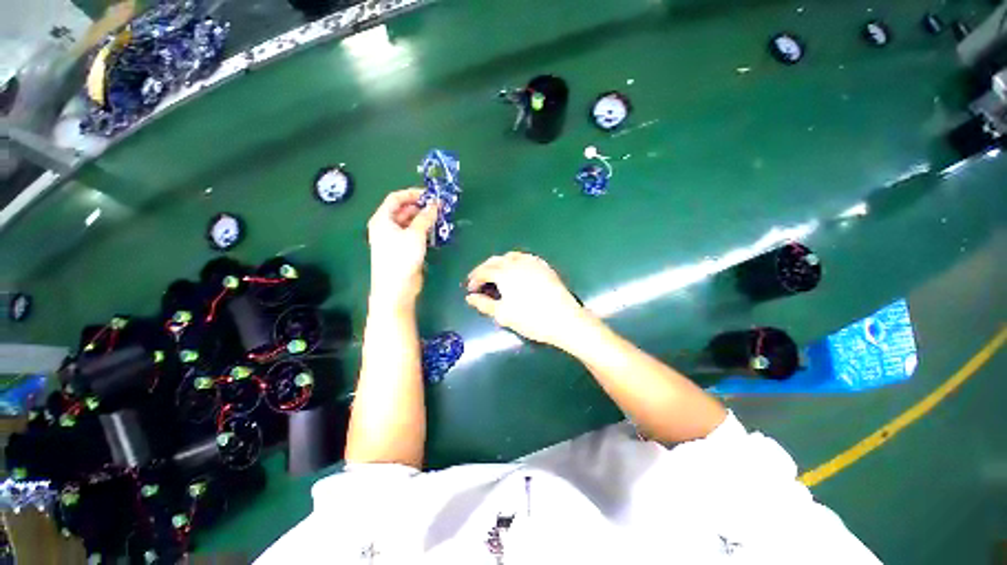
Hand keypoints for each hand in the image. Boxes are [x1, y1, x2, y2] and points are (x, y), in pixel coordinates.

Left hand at [367, 189, 437, 308]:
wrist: (396, 287)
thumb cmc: (402, 257)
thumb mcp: (415, 234)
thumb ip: (426, 217)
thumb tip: (435, 204)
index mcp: (382, 219)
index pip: (396, 198)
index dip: (412, 193)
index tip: (430, 195)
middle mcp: (385, 227)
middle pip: (402, 210)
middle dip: (420, 207)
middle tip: (438, 207)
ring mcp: (393, 239)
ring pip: (408, 223)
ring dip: (423, 219)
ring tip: (439, 218)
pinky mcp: (401, 250)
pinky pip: (412, 235)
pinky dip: (422, 231)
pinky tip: (434, 232)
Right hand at [465, 252, 588, 347]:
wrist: (564, 319)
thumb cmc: (531, 319)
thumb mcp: (503, 314)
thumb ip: (483, 304)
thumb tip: (469, 298)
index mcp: (504, 272)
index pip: (483, 271)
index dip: (474, 279)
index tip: (469, 290)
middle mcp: (517, 262)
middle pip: (495, 261)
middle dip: (484, 269)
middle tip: (478, 281)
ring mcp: (532, 262)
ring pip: (510, 257)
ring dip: (499, 264)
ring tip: (495, 275)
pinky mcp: (544, 266)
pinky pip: (524, 258)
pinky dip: (514, 262)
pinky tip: (516, 271)